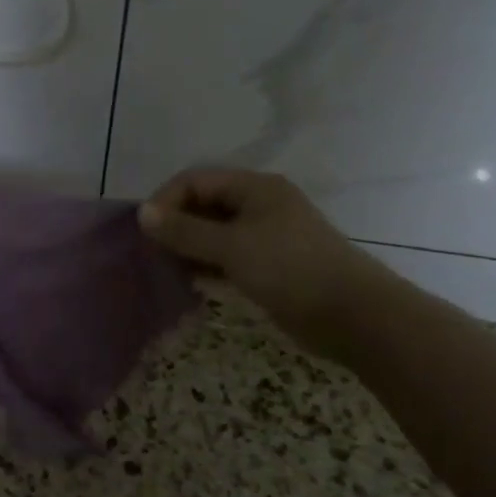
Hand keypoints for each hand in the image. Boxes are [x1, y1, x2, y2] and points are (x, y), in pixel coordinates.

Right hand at [138, 168, 394, 358]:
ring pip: (213, 233)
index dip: (166, 200)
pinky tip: (189, 282)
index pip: (195, 180)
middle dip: (175, 225)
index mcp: (254, 188)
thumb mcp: (231, 246)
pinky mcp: (268, 265)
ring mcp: (265, 236)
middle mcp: (258, 205)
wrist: (353, 316)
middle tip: (151, 252)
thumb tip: (142, 214)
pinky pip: (226, 256)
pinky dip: (206, 265)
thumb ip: (184, 230)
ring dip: (188, 247)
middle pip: (203, 204)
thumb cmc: (290, 268)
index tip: (145, 231)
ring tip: (165, 268)